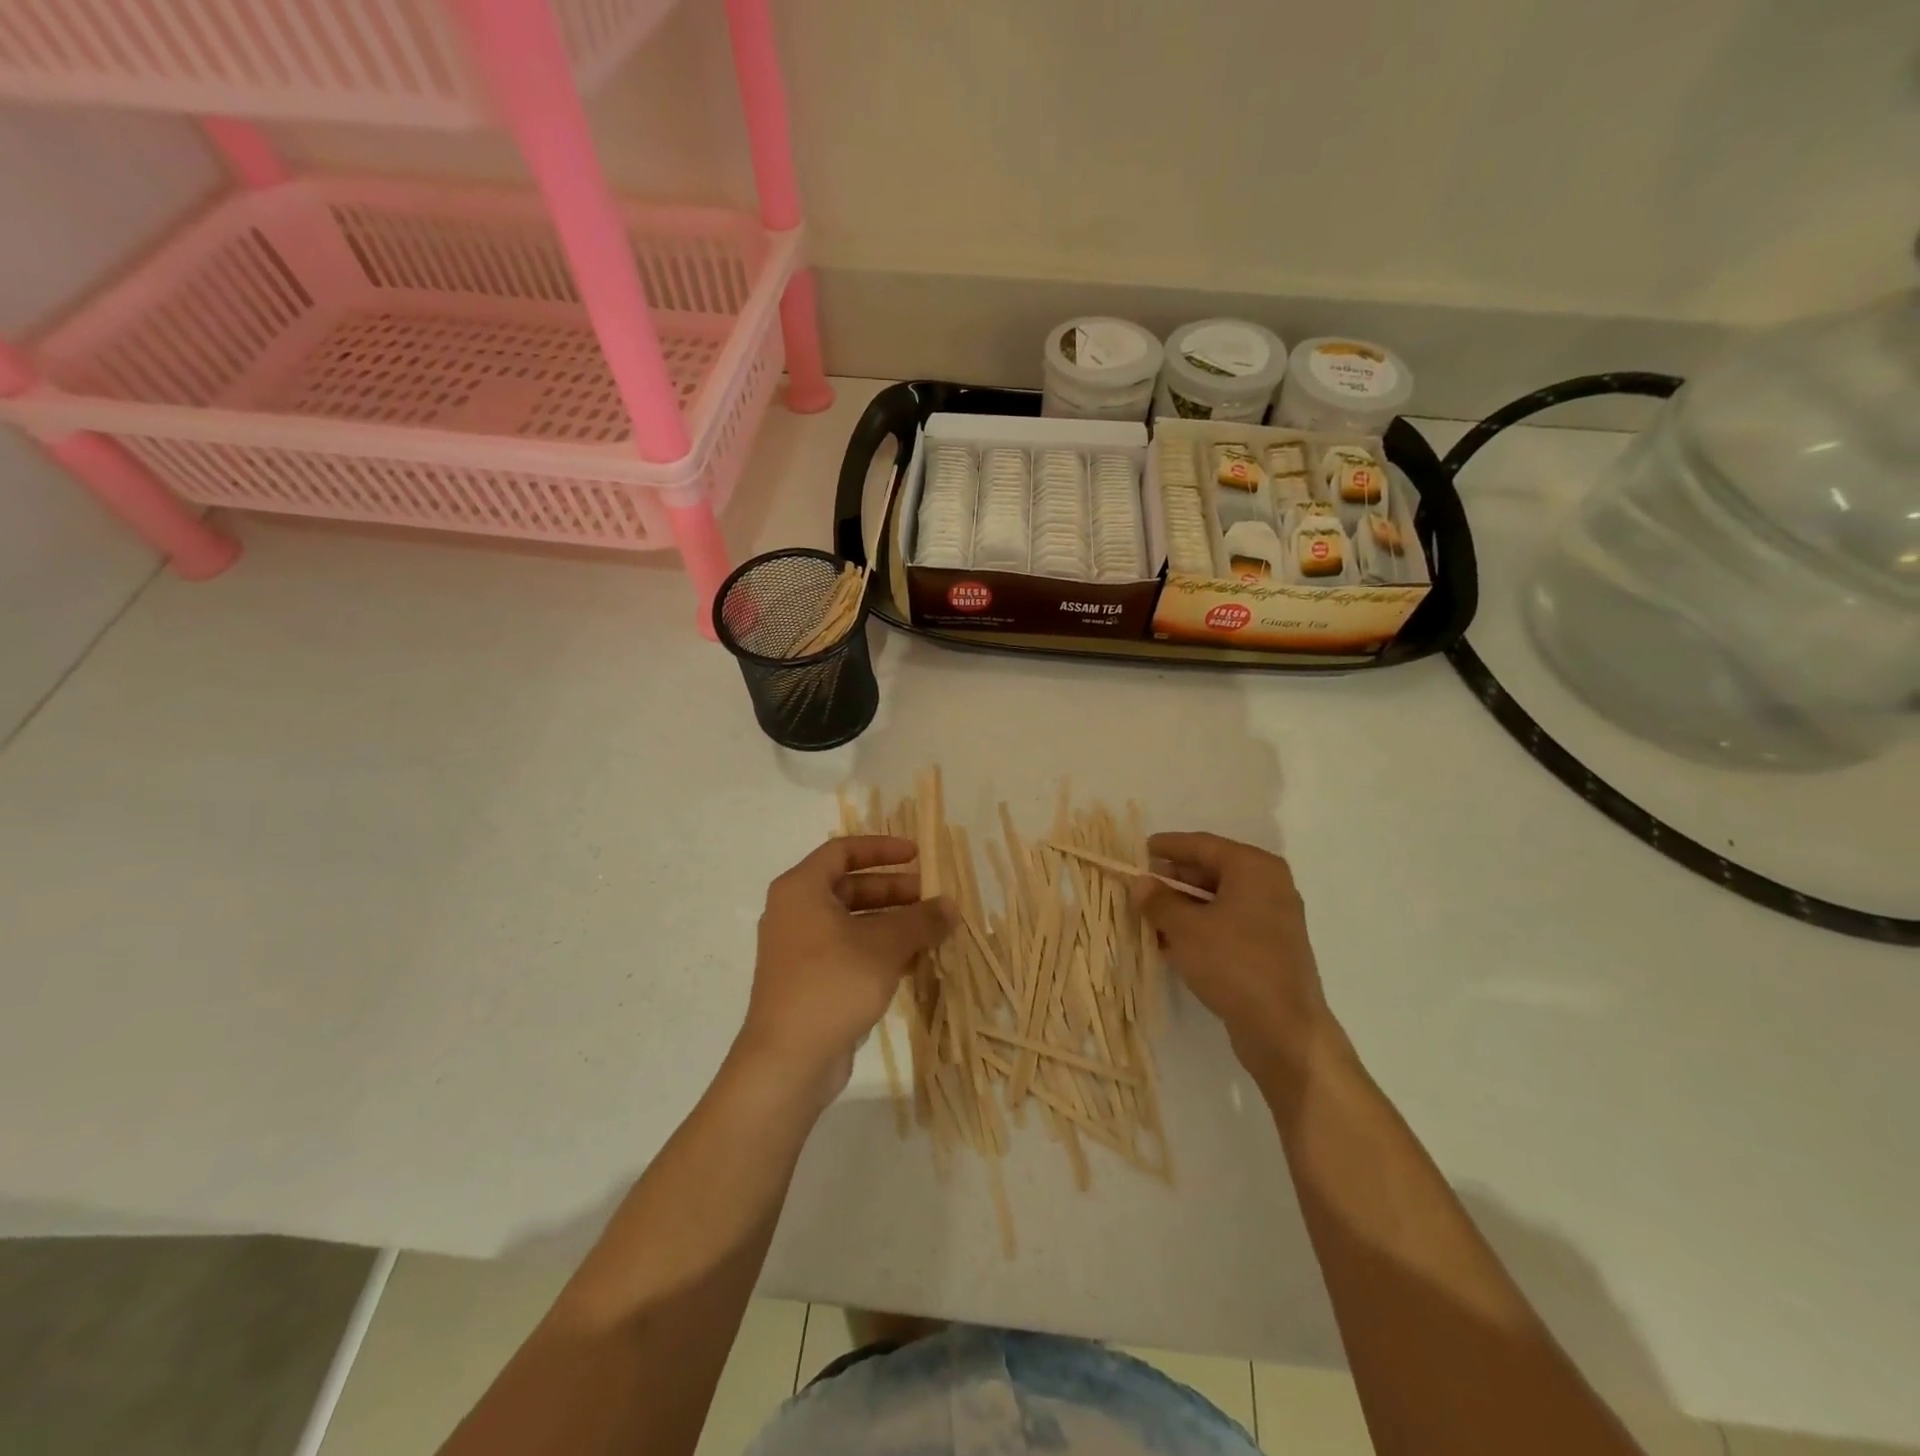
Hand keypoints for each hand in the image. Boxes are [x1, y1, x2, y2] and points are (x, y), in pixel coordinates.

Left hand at [733, 835, 955, 1107]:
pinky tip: (914, 962)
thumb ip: (921, 920)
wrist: (788, 1060)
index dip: (881, 849)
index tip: (916, 855)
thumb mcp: (885, 946)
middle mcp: (795, 913)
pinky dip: (879, 950)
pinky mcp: (809, 982)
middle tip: (931, 898)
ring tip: (931, 931)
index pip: (842, 851)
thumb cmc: (833, 984)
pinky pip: (848, 951)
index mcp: (802, 890)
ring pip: (852, 922)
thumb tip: (950, 906)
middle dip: (893, 890)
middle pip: (850, 887)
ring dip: (891, 923)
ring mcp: (800, 950)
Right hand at [1134, 832, 1337, 1081]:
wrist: (1284, 1030)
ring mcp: (1273, 918)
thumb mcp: (1185, 928)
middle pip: (1211, 871)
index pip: (1202, 845)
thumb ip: (1159, 900)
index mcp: (1254, 868)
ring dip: (1183, 906)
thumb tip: (1141, 883)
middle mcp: (1268, 885)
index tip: (1139, 850)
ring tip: (1148, 915)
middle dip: (1174, 879)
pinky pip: (1227, 924)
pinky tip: (1171, 941)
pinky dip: (1200, 927)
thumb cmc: (1233, 963)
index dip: (1168, 846)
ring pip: (1218, 900)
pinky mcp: (1270, 948)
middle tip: (1140, 886)